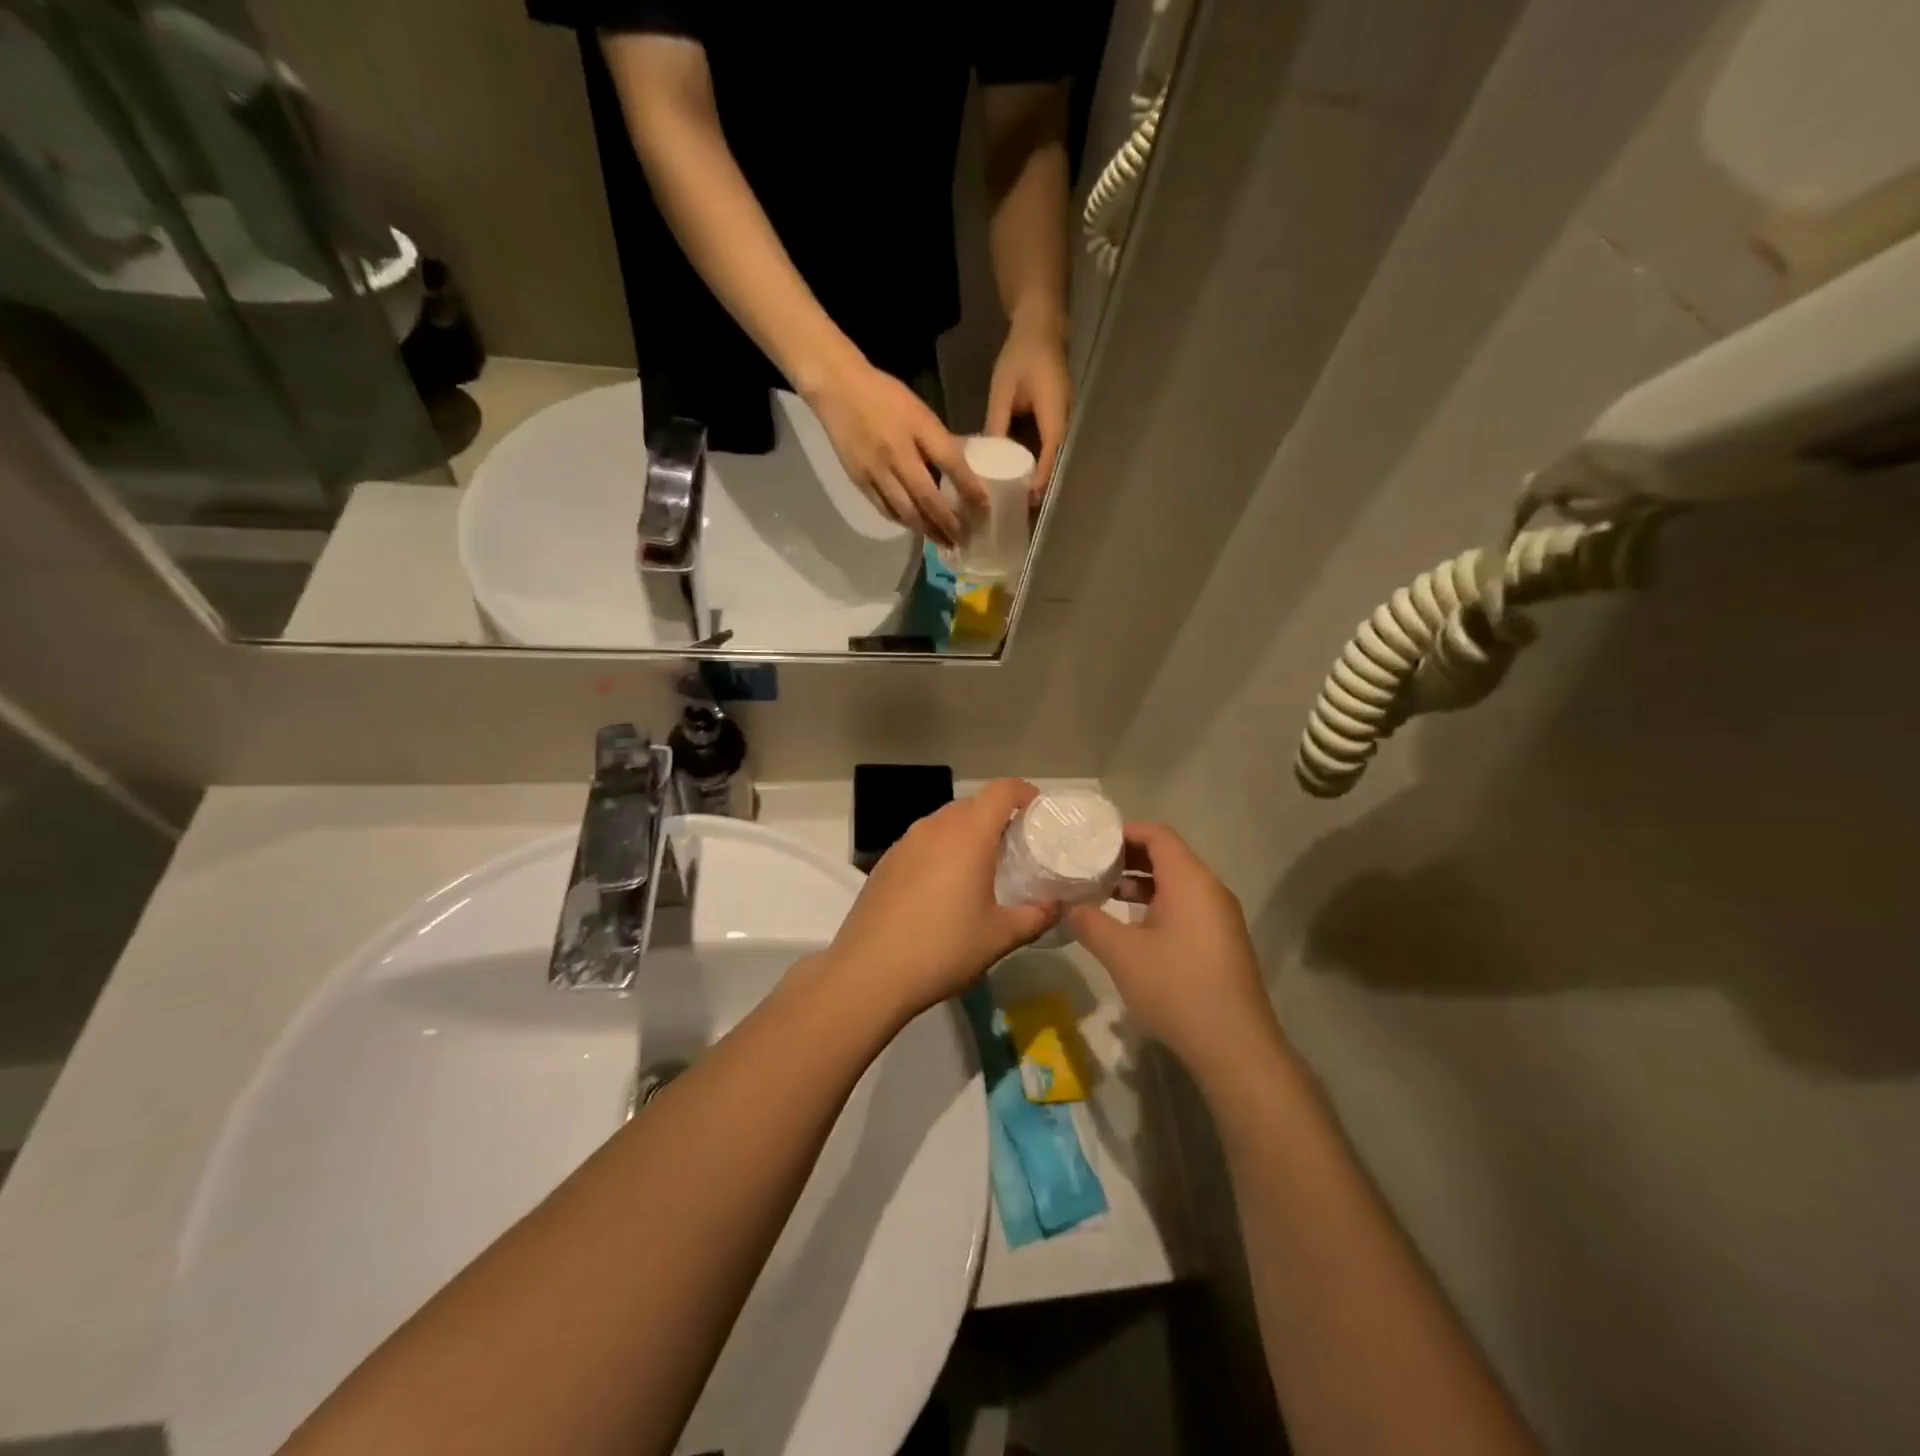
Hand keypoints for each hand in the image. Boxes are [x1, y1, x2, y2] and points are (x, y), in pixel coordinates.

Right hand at [805, 356, 986, 547]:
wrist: (837, 388)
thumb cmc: (884, 395)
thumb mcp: (920, 411)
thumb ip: (939, 440)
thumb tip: (963, 469)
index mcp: (918, 429)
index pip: (951, 464)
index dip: (970, 489)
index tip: (984, 511)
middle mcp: (898, 455)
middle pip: (928, 498)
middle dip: (948, 523)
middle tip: (963, 540)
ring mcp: (876, 471)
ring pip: (906, 511)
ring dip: (927, 530)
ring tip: (943, 542)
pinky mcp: (860, 481)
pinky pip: (885, 509)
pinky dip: (903, 522)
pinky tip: (915, 527)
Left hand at [825, 779, 1059, 1022]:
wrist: (869, 972)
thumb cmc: (943, 948)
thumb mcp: (1000, 936)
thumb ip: (1036, 916)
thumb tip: (1059, 905)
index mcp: (968, 834)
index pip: (1002, 790)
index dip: (1025, 793)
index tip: (1039, 814)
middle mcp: (935, 826)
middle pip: (973, 803)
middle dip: (998, 817)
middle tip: (1017, 847)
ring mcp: (905, 842)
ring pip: (945, 822)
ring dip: (968, 833)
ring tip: (982, 868)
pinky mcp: (885, 862)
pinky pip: (923, 842)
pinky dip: (942, 850)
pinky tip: (944, 887)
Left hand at [986, 312, 1070, 502]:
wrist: (1040, 328)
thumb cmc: (1021, 355)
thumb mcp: (1003, 390)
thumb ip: (997, 424)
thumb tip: (986, 458)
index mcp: (1054, 414)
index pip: (1051, 454)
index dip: (1041, 479)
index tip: (1027, 500)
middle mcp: (1064, 423)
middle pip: (1055, 464)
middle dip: (1040, 488)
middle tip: (1020, 511)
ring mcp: (1062, 423)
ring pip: (1052, 459)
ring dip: (1038, 479)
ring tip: (1018, 501)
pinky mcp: (1055, 423)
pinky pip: (1048, 450)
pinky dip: (1036, 465)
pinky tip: (1018, 477)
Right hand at [1067, 823, 1277, 1070]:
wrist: (1234, 1045)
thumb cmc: (1175, 987)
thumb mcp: (1121, 953)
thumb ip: (1091, 922)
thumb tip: (1071, 907)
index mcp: (1189, 880)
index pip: (1157, 835)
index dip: (1124, 831)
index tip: (1092, 840)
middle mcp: (1210, 889)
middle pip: (1168, 856)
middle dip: (1128, 857)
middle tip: (1091, 865)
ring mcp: (1221, 917)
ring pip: (1177, 883)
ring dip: (1141, 883)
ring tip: (1105, 893)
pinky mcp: (1222, 941)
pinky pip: (1187, 906)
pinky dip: (1158, 904)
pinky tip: (1133, 927)